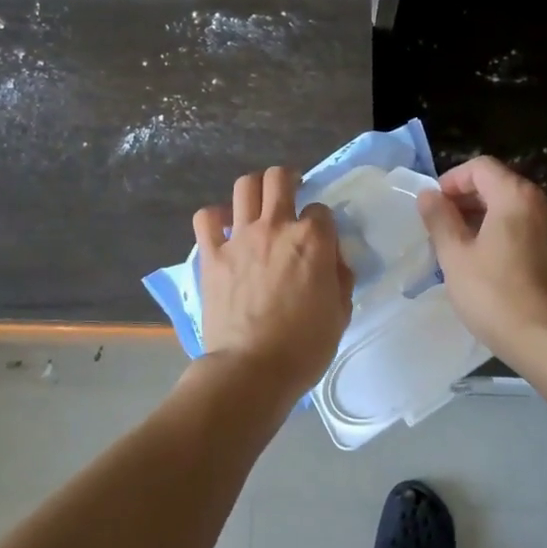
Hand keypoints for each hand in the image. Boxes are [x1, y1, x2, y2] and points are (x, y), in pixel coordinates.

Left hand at [193, 167, 353, 401]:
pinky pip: (206, 218)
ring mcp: (240, 238)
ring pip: (244, 186)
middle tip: (290, 193)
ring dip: (254, 189)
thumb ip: (339, 278)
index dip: (322, 221)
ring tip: (258, 203)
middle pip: (279, 178)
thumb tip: (333, 260)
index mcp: (312, 240)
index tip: (320, 238)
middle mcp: (276, 227)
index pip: (321, 210)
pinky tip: (222, 228)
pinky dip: (214, 217)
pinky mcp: (212, 254)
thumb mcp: (340, 313)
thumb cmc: (303, 347)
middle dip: (288, 179)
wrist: (251, 369)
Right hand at [417, 155, 546, 362]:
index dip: (452, 180)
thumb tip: (428, 195)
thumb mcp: (455, 256)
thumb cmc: (494, 294)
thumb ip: (439, 219)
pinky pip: (528, 227)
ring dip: (484, 217)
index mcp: (516, 196)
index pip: (480, 167)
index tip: (434, 206)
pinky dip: (505, 232)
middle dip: (466, 199)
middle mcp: (543, 203)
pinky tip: (488, 261)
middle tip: (442, 226)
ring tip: (460, 245)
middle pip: (499, 184)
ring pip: (514, 208)